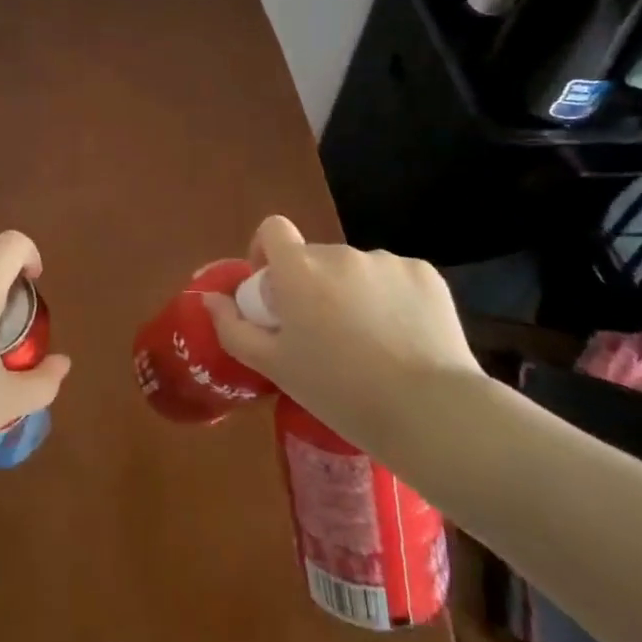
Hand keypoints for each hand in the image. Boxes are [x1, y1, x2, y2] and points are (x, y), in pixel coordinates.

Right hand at [202, 215, 481, 434]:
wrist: (429, 412)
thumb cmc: (340, 391)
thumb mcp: (275, 367)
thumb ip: (234, 328)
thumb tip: (211, 300)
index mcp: (299, 270)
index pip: (272, 229)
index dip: (267, 253)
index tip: (273, 290)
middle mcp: (340, 254)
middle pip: (315, 258)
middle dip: (312, 286)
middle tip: (323, 334)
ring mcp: (386, 261)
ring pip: (356, 270)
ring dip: (353, 293)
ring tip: (370, 344)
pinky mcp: (425, 274)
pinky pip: (395, 278)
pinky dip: (392, 299)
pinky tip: (403, 338)